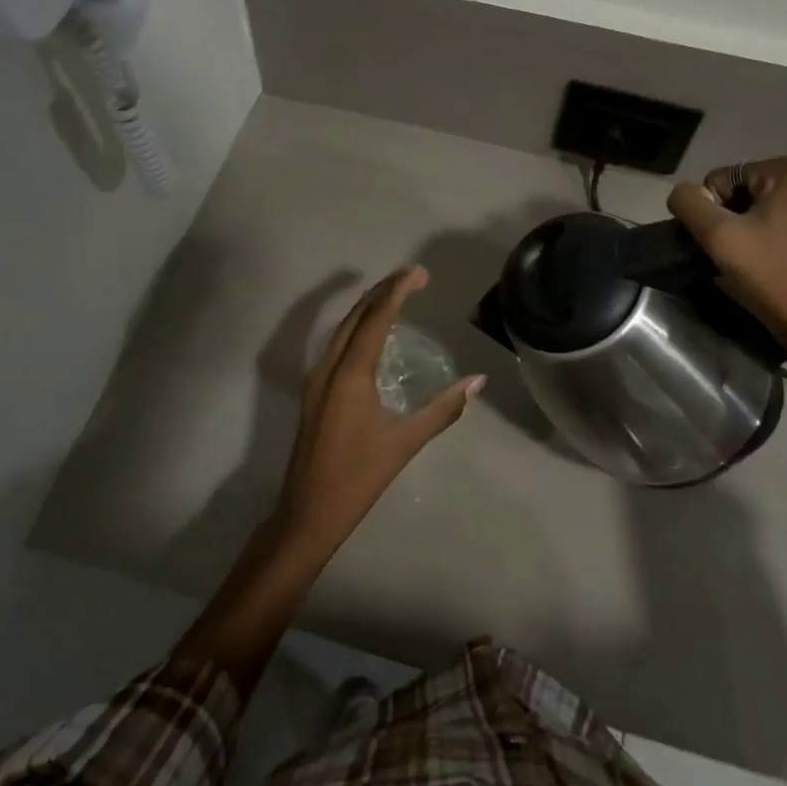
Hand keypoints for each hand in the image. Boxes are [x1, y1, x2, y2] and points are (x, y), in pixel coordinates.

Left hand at [271, 267, 482, 558]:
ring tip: (394, 293)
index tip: (420, 273)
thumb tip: (478, 382)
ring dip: (367, 306)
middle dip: (382, 291)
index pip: (376, 319)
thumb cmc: (359, 478)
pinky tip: (371, 333)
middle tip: (412, 276)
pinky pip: (336, 344)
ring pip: (342, 328)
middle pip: (355, 316)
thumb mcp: (405, 442)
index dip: (398, 291)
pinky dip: (357, 327)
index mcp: (350, 375)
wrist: (308, 512)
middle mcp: (328, 367)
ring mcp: (316, 379)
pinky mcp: (314, 391)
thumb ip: (443, 409)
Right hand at [668, 158, 786, 386]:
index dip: (713, 212)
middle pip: (748, 191)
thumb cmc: (772, 277)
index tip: (726, 245)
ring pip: (770, 207)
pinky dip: (778, 237)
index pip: (723, 179)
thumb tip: (684, 193)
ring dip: (755, 229)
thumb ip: (689, 203)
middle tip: (739, 255)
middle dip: (736, 219)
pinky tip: (779, 261)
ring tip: (758, 261)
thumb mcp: (718, 237)